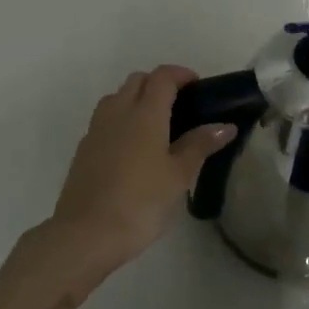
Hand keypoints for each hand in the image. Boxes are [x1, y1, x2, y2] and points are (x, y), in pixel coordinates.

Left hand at [28, 65, 234, 280]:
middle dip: (159, 84)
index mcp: (145, 112)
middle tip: (181, 106)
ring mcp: (96, 129)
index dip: (181, 74)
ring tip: (156, 126)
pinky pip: (105, 120)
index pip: (163, 76)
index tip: (198, 86)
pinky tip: (133, 149)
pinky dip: (121, 121)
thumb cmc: (141, 202)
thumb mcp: (178, 175)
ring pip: (117, 98)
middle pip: (137, 81)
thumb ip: (200, 145)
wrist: (86, 233)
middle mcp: (118, 111)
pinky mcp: (83, 149)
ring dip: (136, 99)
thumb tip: (224, 126)